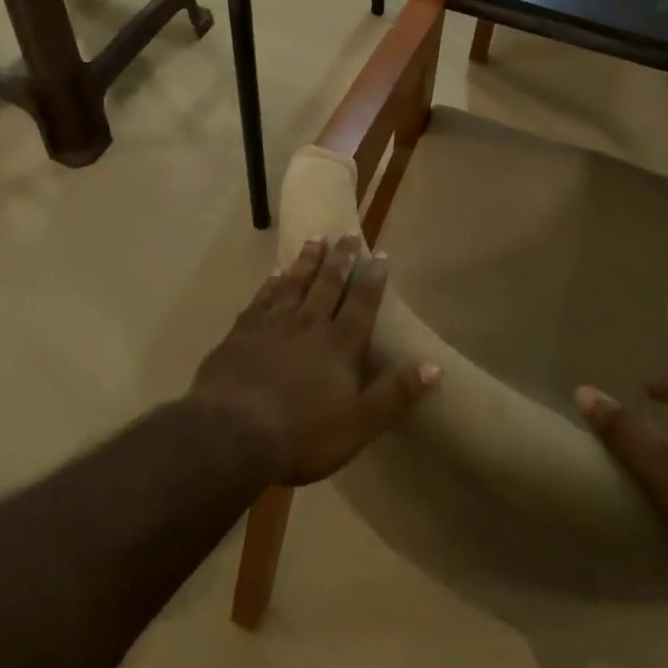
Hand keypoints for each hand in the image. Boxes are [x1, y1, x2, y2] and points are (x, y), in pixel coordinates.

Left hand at [193, 236, 440, 484]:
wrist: (232, 432)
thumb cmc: (302, 434)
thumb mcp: (359, 424)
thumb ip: (395, 395)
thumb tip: (435, 367)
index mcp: (340, 345)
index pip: (362, 304)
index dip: (373, 279)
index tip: (381, 254)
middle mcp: (309, 324)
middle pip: (328, 284)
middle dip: (341, 259)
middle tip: (349, 234)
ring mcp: (273, 324)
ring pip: (295, 283)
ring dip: (308, 260)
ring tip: (317, 238)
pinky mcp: (243, 332)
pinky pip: (262, 298)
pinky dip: (271, 283)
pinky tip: (274, 272)